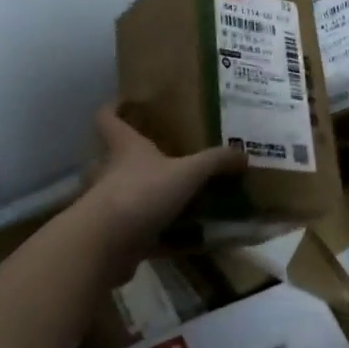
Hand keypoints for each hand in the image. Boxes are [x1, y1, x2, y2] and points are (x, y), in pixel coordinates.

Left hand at [74, 104, 245, 284]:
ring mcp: (106, 205)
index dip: (113, 108)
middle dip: (132, 157)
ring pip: (122, 193)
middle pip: (112, 156)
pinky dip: (153, 234)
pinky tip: (177, 238)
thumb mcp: (187, 172)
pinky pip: (134, 230)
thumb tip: (244, 154)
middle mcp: (108, 171)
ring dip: (142, 195)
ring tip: (173, 197)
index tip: (125, 103)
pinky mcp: (110, 235)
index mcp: (124, 147)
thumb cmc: (141, 193)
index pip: (108, 118)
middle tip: (162, 157)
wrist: (104, 245)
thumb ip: (215, 162)